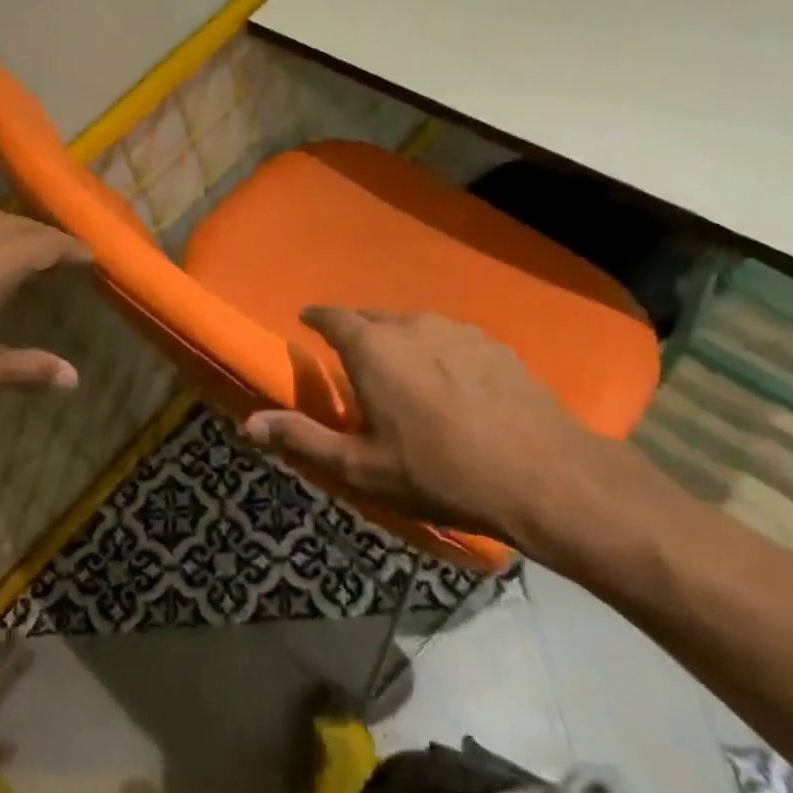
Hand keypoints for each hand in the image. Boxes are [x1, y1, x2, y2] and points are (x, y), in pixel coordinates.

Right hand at [243, 308, 655, 562]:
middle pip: (373, 320)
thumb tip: (249, 422)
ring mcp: (458, 330)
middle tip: (354, 365)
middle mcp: (412, 325)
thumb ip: (303, 438)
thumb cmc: (440, 472)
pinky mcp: (494, 345)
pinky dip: (437, 353)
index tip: (308, 322)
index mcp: (374, 348)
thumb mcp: (362, 467)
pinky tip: (450, 385)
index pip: (333, 316)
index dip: (317, 317)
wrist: (543, 475)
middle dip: (358, 335)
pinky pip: (450, 340)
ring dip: (400, 344)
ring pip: (414, 328)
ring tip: (402, 376)